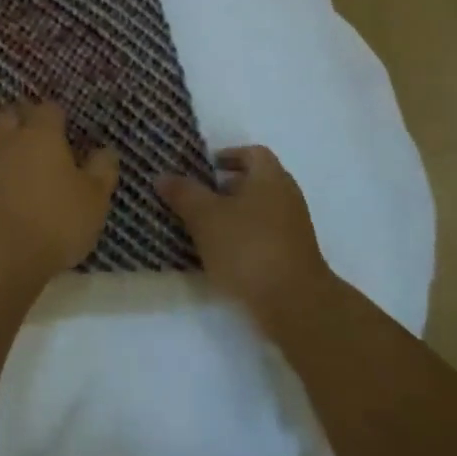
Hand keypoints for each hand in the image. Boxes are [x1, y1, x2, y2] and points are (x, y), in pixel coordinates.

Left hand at [0, 101, 119, 288]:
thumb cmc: (55, 221)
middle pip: (12, 115)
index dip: (58, 116)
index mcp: (41, 134)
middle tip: (42, 141)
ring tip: (26, 172)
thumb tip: (105, 151)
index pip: (48, 108)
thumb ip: (102, 170)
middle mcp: (8, 140)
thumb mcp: (94, 199)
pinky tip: (8, 197)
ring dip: (7, 150)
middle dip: (24, 121)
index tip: (68, 130)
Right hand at [157, 145, 333, 320]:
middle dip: (227, 186)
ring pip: (260, 209)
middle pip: (257, 181)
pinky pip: (264, 234)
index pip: (252, 153)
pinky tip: (222, 254)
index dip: (229, 155)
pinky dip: (244, 237)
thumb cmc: (247, 248)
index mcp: (270, 177)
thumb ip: (184, 193)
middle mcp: (287, 196)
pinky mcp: (293, 255)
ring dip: (234, 214)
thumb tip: (163, 176)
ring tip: (204, 227)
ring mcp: (293, 227)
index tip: (206, 167)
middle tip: (198, 196)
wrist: (293, 302)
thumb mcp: (205, 217)